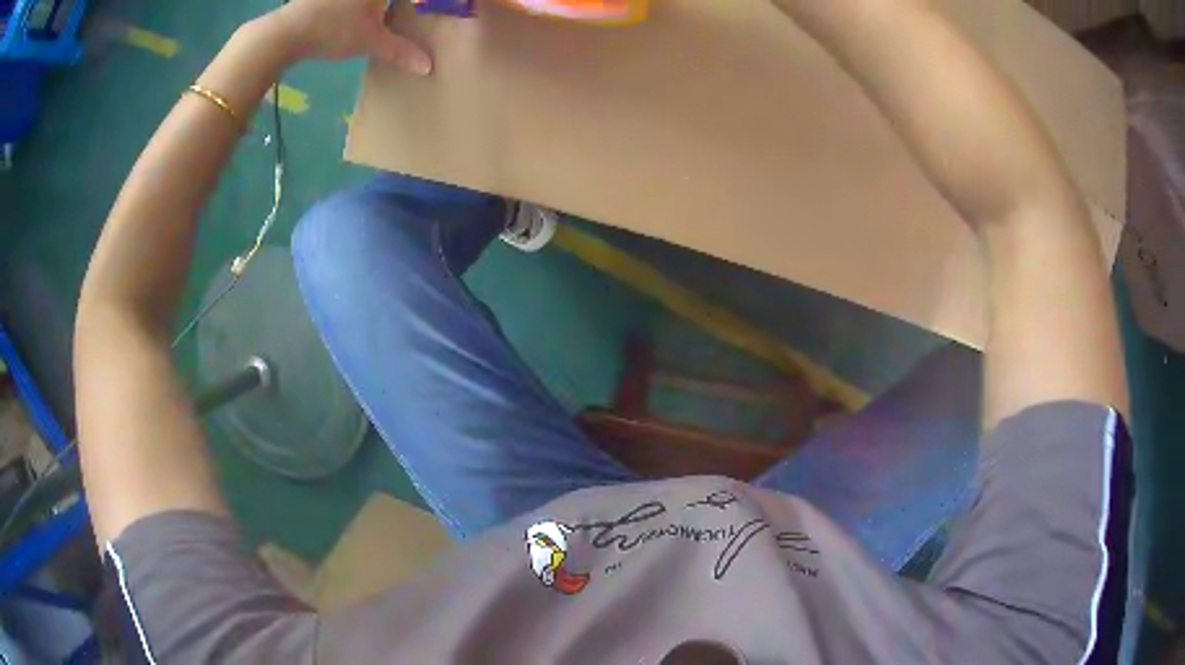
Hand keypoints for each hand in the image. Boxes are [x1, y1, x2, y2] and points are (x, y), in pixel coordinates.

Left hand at [269, 0, 431, 73]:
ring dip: (380, 7)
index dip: (421, 2)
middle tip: (415, 10)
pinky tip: (361, 14)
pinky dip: (363, 6)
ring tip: (390, 13)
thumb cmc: (333, 30)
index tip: (428, 8)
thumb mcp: (370, 41)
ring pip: (369, 0)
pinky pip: (353, 2)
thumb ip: (400, 51)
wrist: (286, 31)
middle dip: (404, 5)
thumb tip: (428, 67)